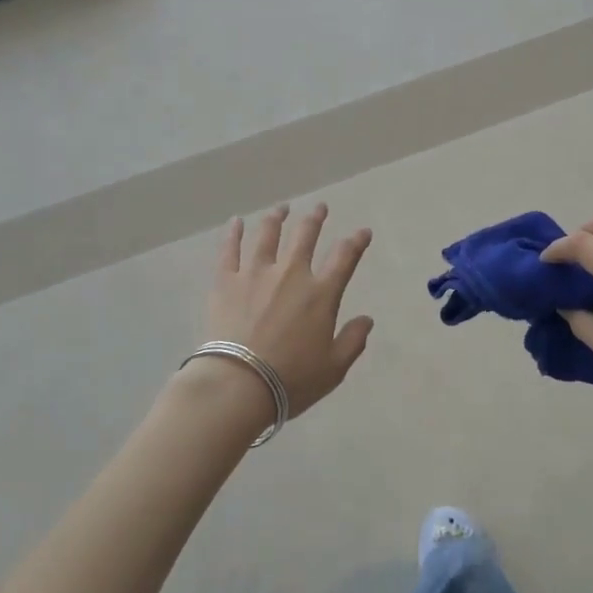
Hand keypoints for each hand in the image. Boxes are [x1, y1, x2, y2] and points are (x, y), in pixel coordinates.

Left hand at [195, 203, 374, 419]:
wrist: (238, 384)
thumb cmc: (291, 379)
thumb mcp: (333, 367)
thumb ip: (353, 340)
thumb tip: (367, 320)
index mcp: (320, 294)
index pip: (344, 257)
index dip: (356, 241)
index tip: (363, 231)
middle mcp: (290, 274)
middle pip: (305, 235)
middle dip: (315, 218)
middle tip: (319, 207)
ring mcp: (256, 273)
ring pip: (268, 234)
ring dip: (277, 218)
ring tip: (282, 208)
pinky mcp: (226, 281)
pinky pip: (230, 249)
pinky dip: (233, 233)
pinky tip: (236, 221)